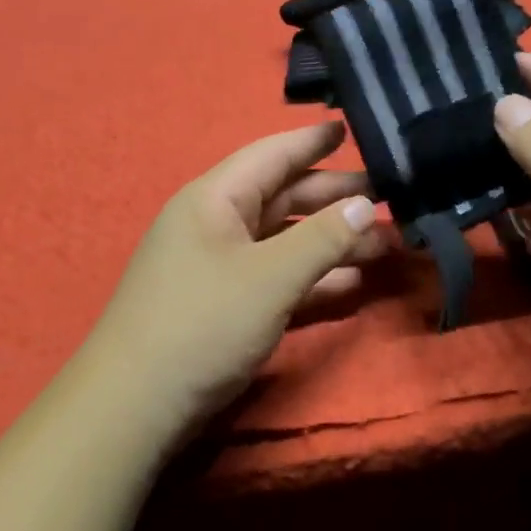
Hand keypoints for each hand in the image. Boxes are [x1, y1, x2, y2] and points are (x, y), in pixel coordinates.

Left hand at [85, 119, 385, 430]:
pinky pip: (276, 278)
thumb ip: (322, 238)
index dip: (312, 141)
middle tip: (391, 195)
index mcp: (214, 200)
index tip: (351, 126)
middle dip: (335, 198)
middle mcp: (215, 225)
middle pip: (283, 198)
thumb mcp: (270, 276)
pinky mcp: (225, 306)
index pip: (271, 155)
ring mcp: (219, 268)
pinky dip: (312, 278)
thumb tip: (366, 205)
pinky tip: (352, 283)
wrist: (138, 403)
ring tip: (386, 244)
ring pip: (284, 242)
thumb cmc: (203, 323)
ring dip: (331, 242)